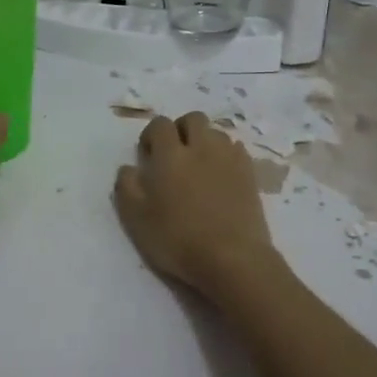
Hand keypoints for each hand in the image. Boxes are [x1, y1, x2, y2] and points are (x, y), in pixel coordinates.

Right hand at [113, 112, 278, 294]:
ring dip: (205, 142)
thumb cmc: (177, 239)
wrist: (232, 258)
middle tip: (175, 155)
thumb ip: (126, 186)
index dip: (151, 136)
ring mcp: (229, 158)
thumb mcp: (136, 218)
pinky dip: (226, 156)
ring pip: (216, 133)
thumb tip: (129, 167)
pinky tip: (221, 178)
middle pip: (193, 119)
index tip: (149, 156)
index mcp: (170, 155)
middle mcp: (201, 147)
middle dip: (181, 129)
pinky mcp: (250, 174)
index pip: (159, 124)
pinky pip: (236, 150)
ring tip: (199, 167)